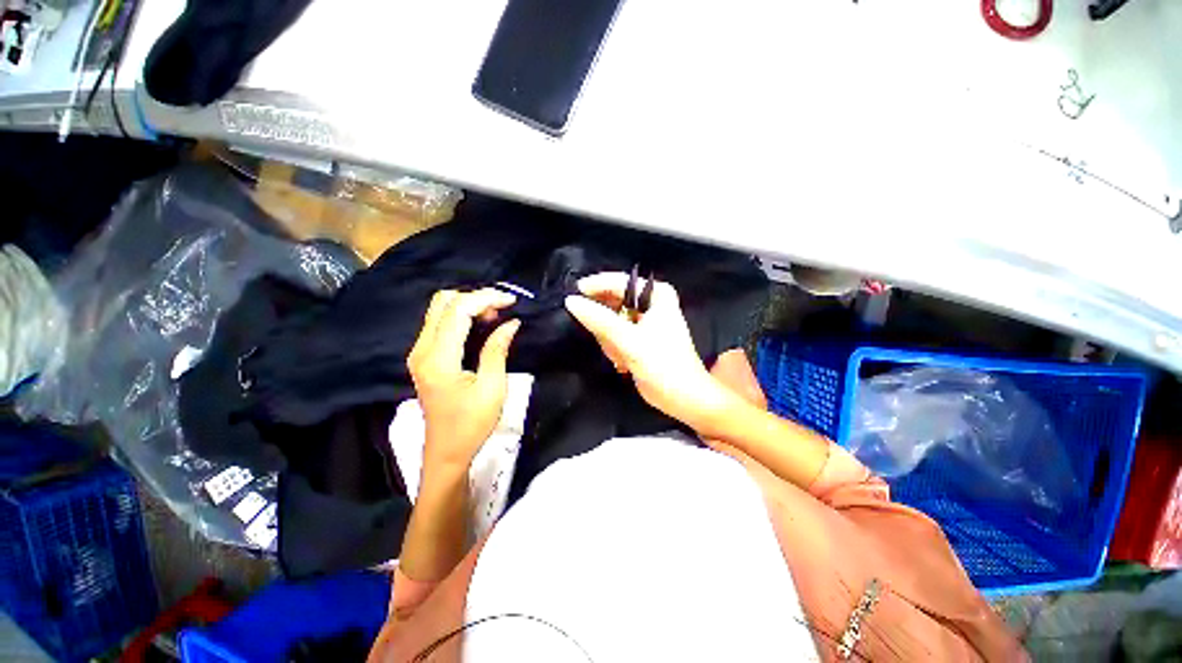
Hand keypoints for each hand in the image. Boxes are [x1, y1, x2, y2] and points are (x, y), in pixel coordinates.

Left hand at [409, 288, 520, 470]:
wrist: (446, 451)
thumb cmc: (472, 424)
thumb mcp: (492, 387)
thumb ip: (497, 350)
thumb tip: (511, 322)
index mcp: (438, 358)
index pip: (457, 310)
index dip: (486, 298)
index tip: (512, 301)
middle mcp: (422, 349)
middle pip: (443, 302)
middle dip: (476, 297)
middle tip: (504, 308)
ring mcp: (419, 352)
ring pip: (440, 310)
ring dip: (469, 305)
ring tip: (497, 315)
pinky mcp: (424, 357)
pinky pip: (440, 323)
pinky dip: (462, 316)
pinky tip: (482, 324)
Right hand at [564, 272, 736, 432]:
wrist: (680, 396)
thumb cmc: (661, 364)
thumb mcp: (629, 339)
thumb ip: (599, 319)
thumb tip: (571, 301)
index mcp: (656, 294)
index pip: (619, 281)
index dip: (595, 286)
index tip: (572, 294)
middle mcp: (650, 302)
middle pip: (613, 301)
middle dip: (606, 323)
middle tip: (605, 339)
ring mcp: (643, 320)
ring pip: (610, 320)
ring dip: (610, 340)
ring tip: (620, 356)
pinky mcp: (637, 337)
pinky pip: (614, 334)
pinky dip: (613, 348)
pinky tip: (623, 362)